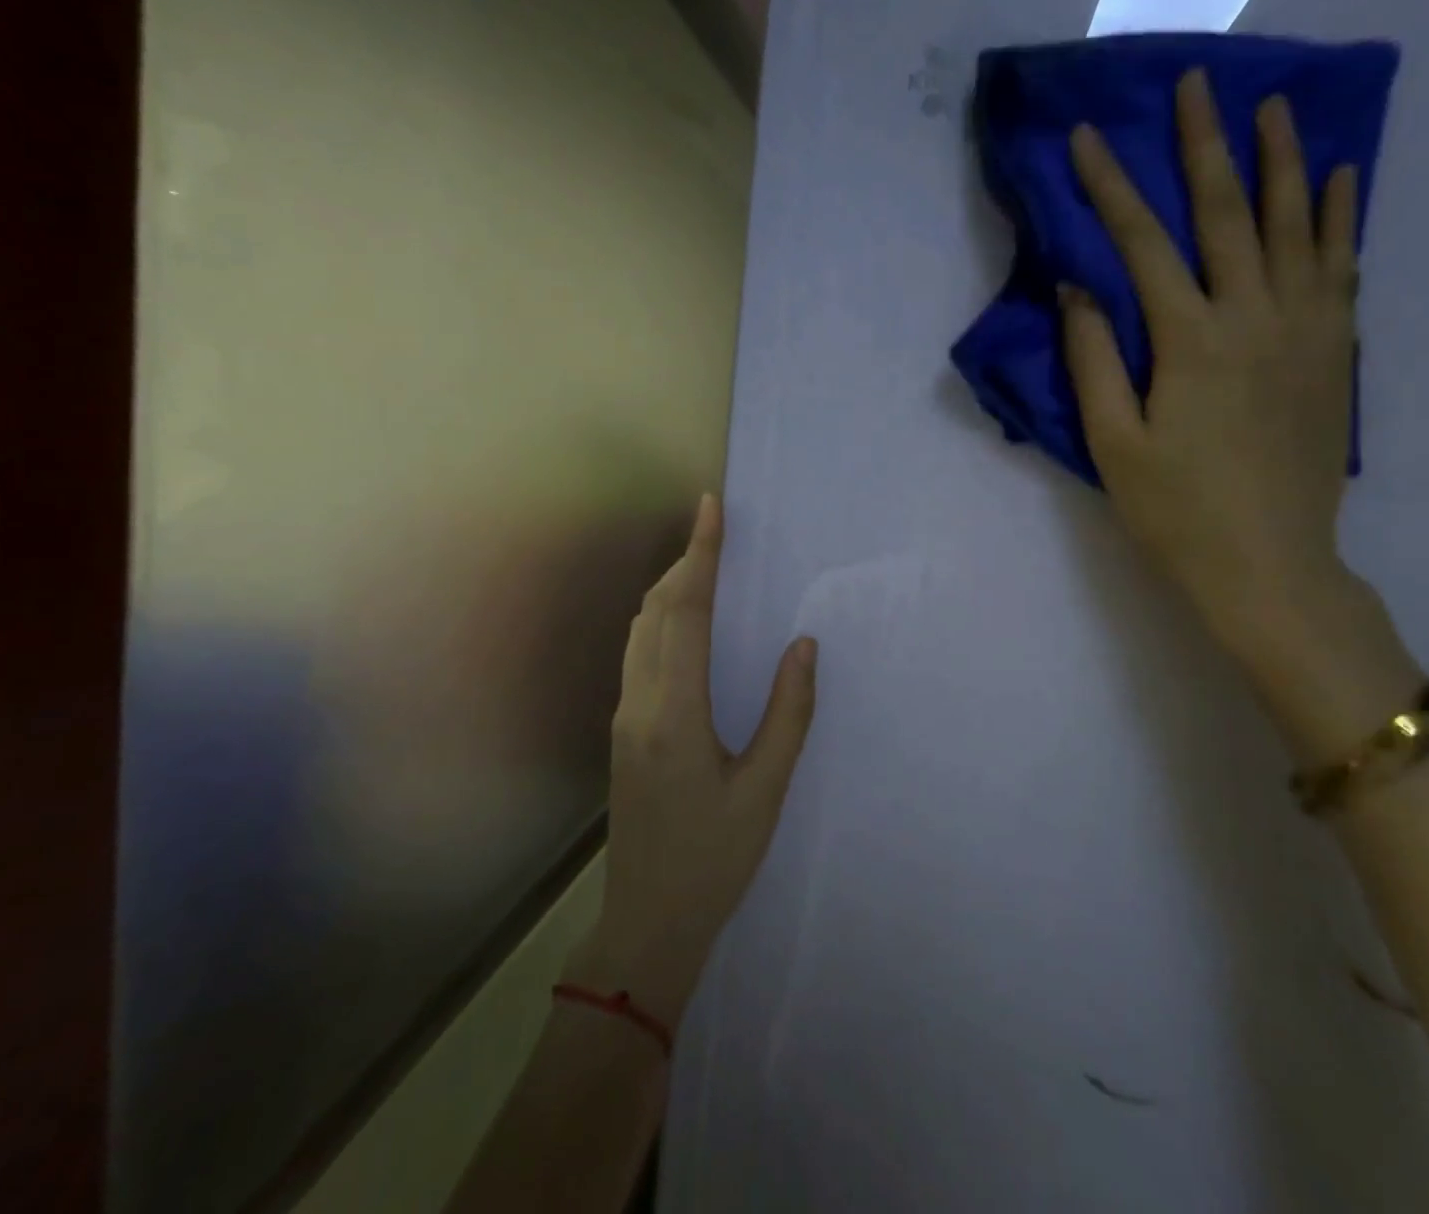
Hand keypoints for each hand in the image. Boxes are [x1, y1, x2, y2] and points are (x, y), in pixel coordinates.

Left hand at [566, 493, 817, 1026]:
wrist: (649, 921)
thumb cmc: (715, 859)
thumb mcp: (765, 789)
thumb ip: (788, 713)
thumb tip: (804, 644)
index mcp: (676, 712)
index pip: (687, 612)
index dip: (701, 554)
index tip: (710, 507)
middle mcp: (640, 702)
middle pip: (656, 610)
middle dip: (685, 561)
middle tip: (715, 529)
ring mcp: (625, 716)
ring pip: (641, 629)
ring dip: (670, 588)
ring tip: (704, 563)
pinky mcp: (624, 730)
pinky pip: (638, 652)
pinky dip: (661, 618)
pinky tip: (684, 622)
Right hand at [1060, 69, 1362, 653]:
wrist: (1269, 564)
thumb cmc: (1176, 510)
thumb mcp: (1112, 442)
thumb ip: (1092, 360)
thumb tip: (1077, 287)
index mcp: (1190, 341)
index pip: (1142, 244)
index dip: (1110, 187)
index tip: (1088, 138)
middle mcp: (1254, 317)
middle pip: (1228, 213)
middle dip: (1206, 145)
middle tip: (1198, 82)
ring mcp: (1306, 331)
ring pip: (1296, 227)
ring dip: (1282, 162)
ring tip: (1273, 106)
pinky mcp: (1335, 354)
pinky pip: (1342, 268)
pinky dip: (1340, 218)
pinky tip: (1340, 181)